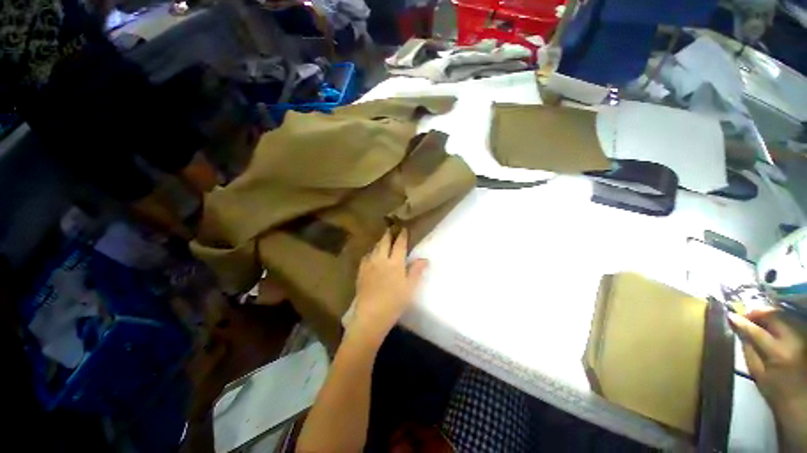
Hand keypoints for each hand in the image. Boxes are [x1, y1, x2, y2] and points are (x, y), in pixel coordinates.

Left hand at [350, 229, 427, 343]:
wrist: (371, 315)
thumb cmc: (394, 302)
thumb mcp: (410, 287)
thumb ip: (416, 271)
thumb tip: (424, 259)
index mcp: (395, 263)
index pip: (399, 244)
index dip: (402, 236)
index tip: (404, 229)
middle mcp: (381, 260)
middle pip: (384, 242)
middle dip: (388, 235)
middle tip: (391, 229)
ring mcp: (369, 265)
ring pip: (374, 248)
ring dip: (379, 243)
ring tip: (382, 241)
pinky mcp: (361, 272)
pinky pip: (366, 257)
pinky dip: (370, 253)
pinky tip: (371, 256)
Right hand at [729, 307, 806, 450]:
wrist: (799, 400)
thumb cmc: (774, 391)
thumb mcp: (757, 372)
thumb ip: (748, 349)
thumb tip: (739, 330)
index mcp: (779, 352)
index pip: (757, 331)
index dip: (742, 322)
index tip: (729, 316)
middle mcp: (793, 340)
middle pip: (774, 316)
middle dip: (758, 314)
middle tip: (744, 317)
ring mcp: (801, 337)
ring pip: (782, 316)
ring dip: (767, 316)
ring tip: (755, 321)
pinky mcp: (804, 337)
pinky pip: (788, 322)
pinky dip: (776, 321)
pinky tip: (768, 327)